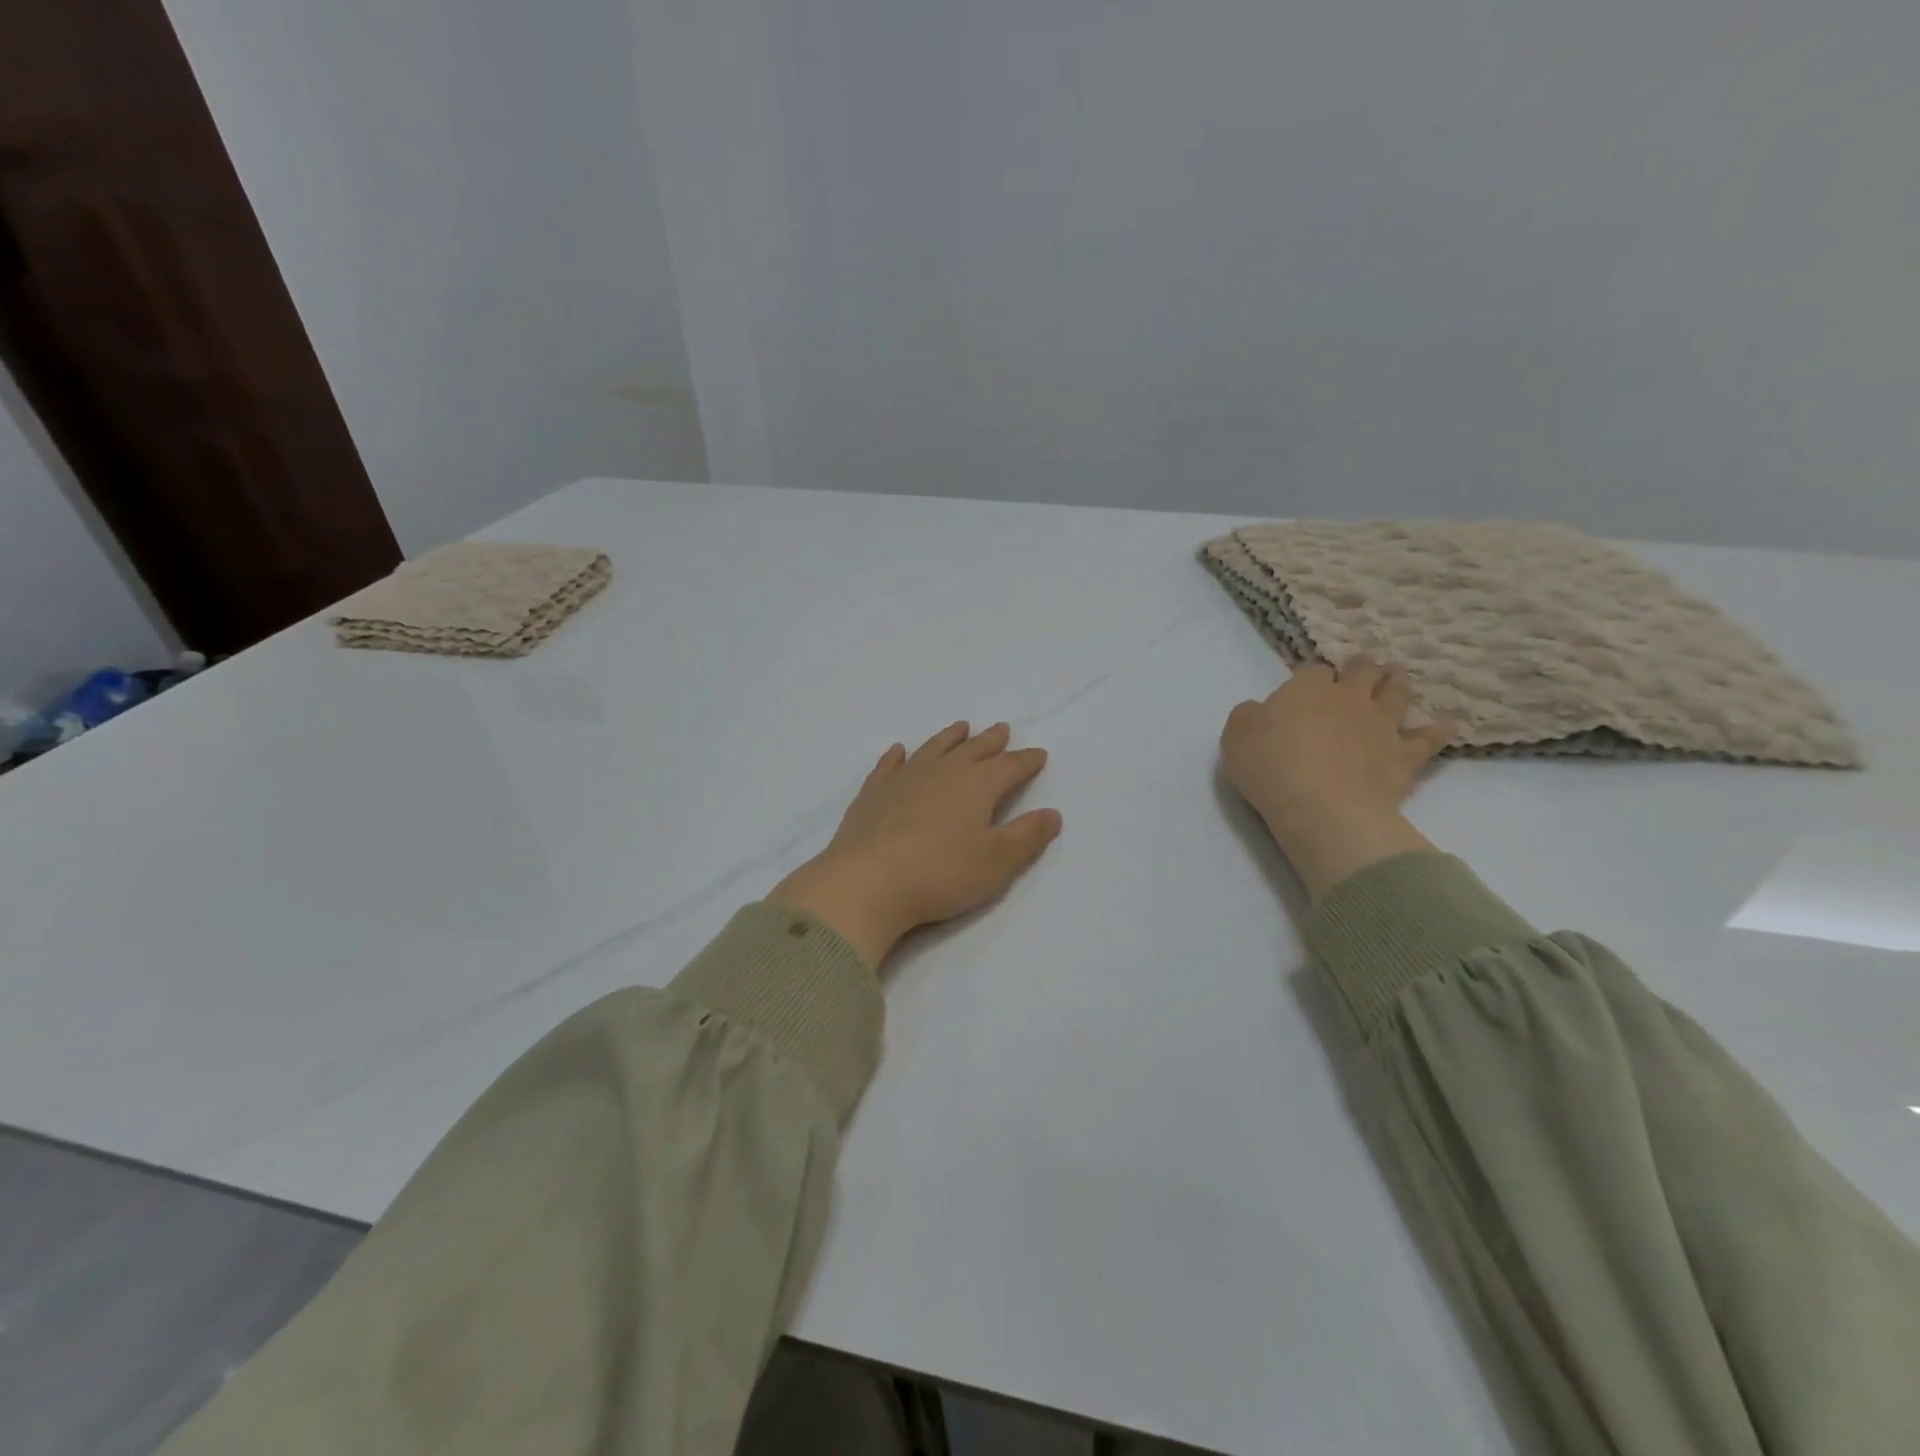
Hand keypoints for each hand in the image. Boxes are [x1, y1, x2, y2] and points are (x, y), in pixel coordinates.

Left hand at [767, 721, 1062, 967]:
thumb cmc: (941, 872)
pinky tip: (899, 751)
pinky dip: (897, 756)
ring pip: (933, 749)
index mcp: (977, 785)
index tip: (1039, 755)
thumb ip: (1027, 836)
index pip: (1010, 767)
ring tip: (960, 728)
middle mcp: (942, 772)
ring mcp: (904, 779)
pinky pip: (889, 765)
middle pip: (972, 750)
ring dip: (949, 738)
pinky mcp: (873, 794)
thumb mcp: (997, 861)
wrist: (868, 881)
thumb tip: (1053, 814)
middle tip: (1001, 729)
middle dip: (991, 741)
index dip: (1026, 761)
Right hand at [1221, 656, 1452, 898]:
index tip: (1305, 688)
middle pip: (1361, 671)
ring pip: (1397, 693)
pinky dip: (1438, 730)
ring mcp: (1382, 725)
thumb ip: (1248, 715)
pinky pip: (1428, 739)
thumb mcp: (1236, 735)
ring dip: (1397, 683)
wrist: (1321, 807)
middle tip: (1361, 668)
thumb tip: (1260, 710)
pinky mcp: (1404, 756)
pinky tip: (1445, 725)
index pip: (1312, 670)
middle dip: (1361, 667)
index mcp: (1307, 689)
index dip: (1310, 677)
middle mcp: (1349, 698)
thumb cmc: (1270, 767)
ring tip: (1397, 677)